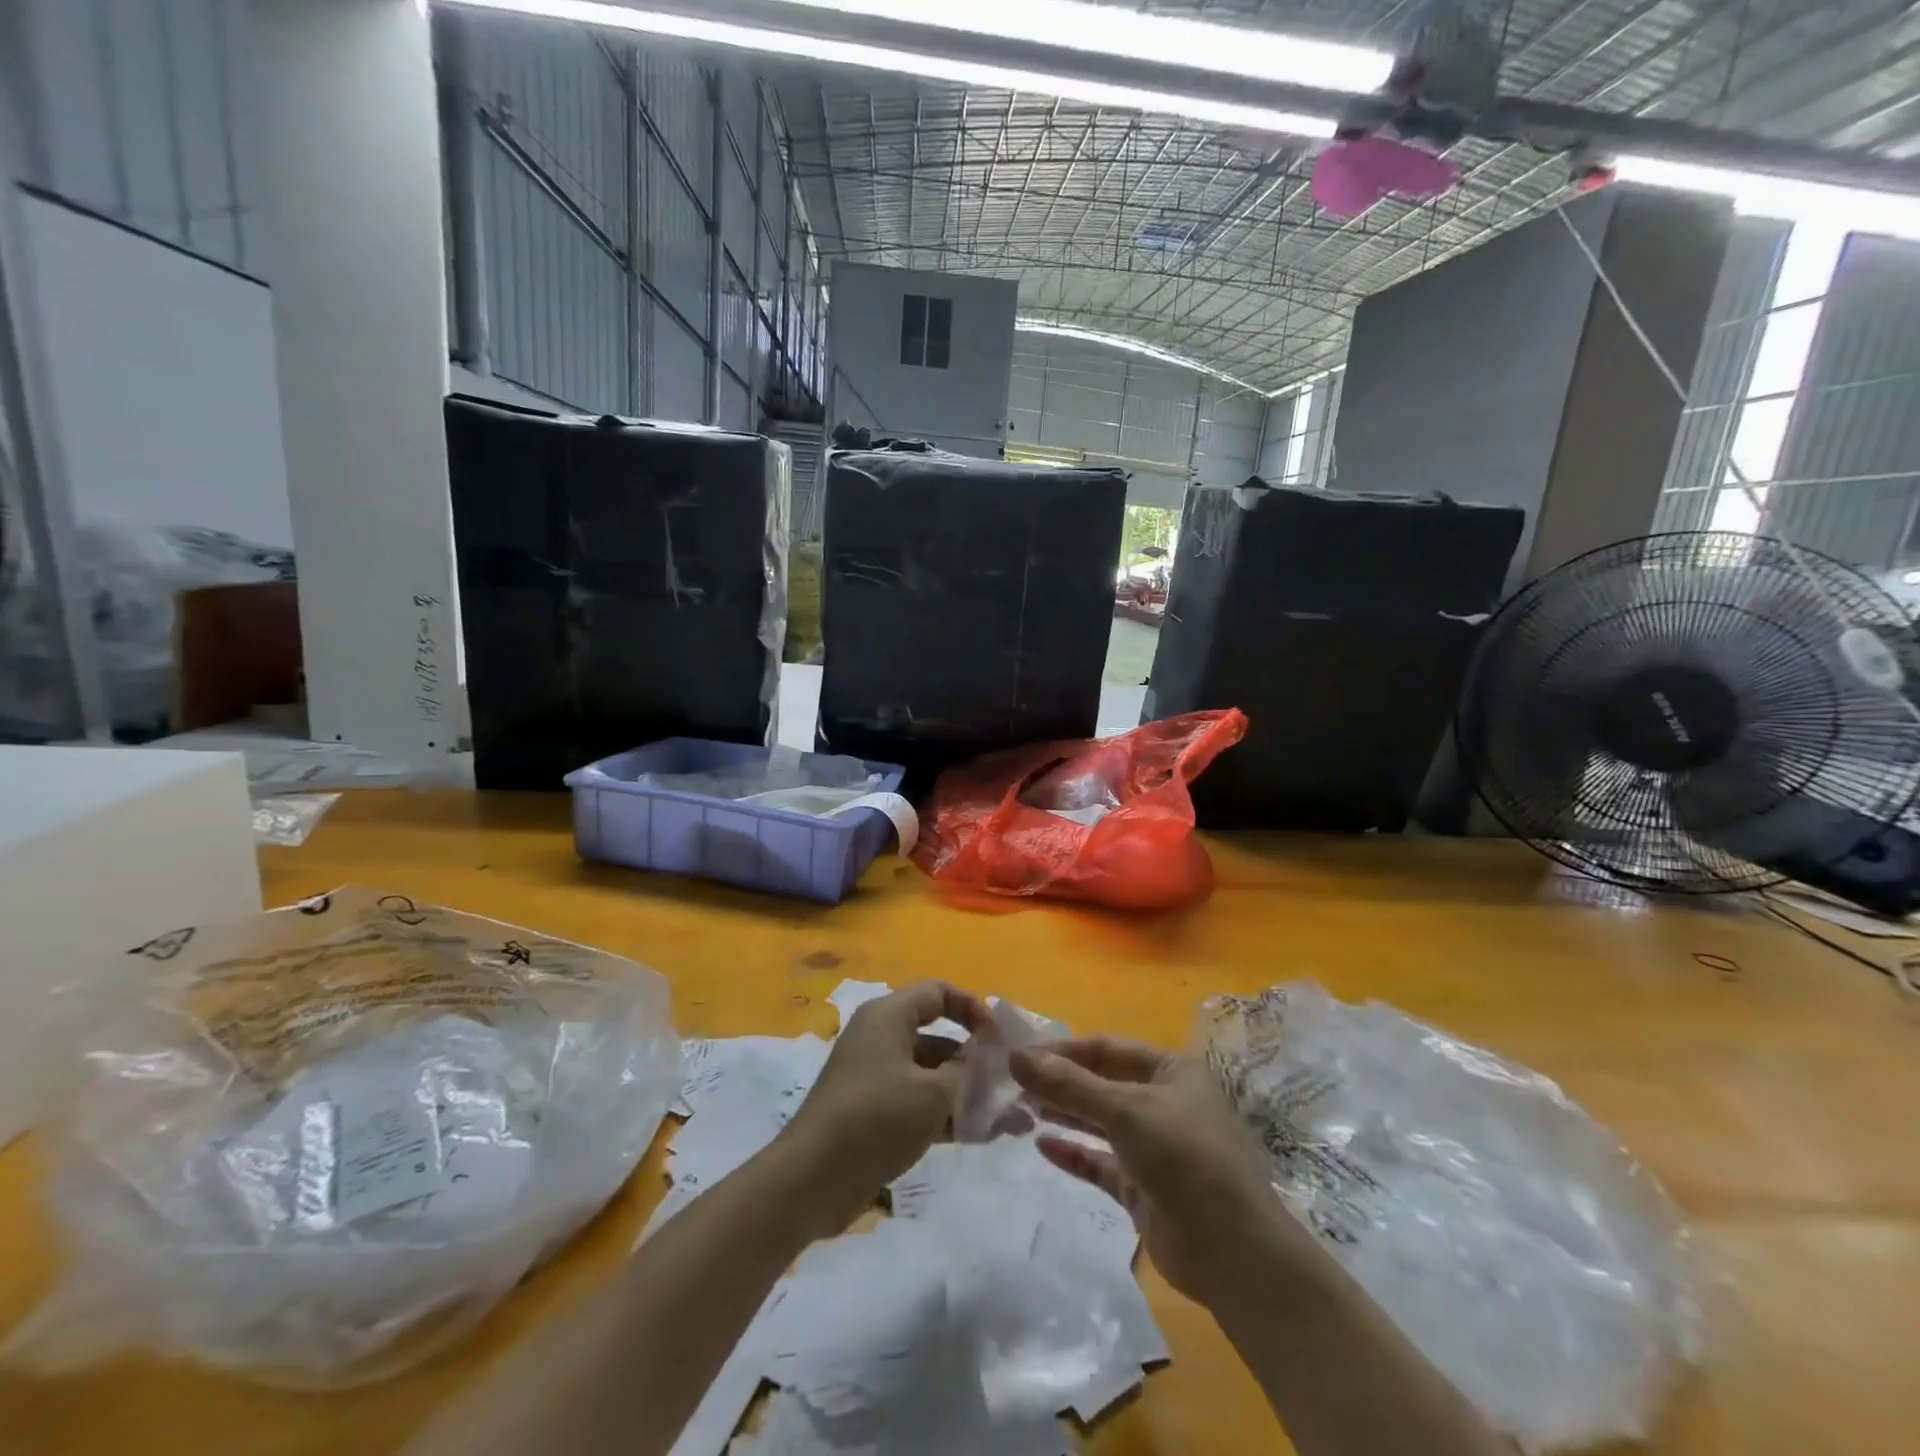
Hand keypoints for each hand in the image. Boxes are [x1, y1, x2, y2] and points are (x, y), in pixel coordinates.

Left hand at [781, 980, 991, 1230]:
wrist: (812, 1179)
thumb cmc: (876, 1118)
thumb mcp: (932, 1092)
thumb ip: (966, 1072)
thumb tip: (983, 1062)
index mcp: (889, 1016)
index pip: (938, 992)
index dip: (972, 1008)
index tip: (999, 1038)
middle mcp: (881, 1038)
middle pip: (937, 1036)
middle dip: (976, 1059)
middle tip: (1010, 1083)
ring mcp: (876, 1076)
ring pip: (931, 1074)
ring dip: (967, 1092)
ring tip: (1010, 1119)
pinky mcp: (874, 1112)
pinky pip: (919, 1102)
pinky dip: (947, 1114)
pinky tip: (983, 1135)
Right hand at [1011, 1037, 1281, 1304]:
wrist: (1233, 1251)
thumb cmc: (1184, 1157)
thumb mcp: (1125, 1110)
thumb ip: (1069, 1085)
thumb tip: (1016, 1056)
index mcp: (1171, 1070)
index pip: (1107, 1048)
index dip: (1063, 1050)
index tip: (1021, 1055)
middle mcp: (1163, 1101)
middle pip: (1102, 1083)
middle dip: (1060, 1083)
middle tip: (1014, 1084)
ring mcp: (1154, 1147)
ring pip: (1100, 1122)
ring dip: (1064, 1114)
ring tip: (1021, 1109)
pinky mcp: (1144, 1187)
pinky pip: (1101, 1163)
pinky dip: (1074, 1153)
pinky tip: (1042, 1146)